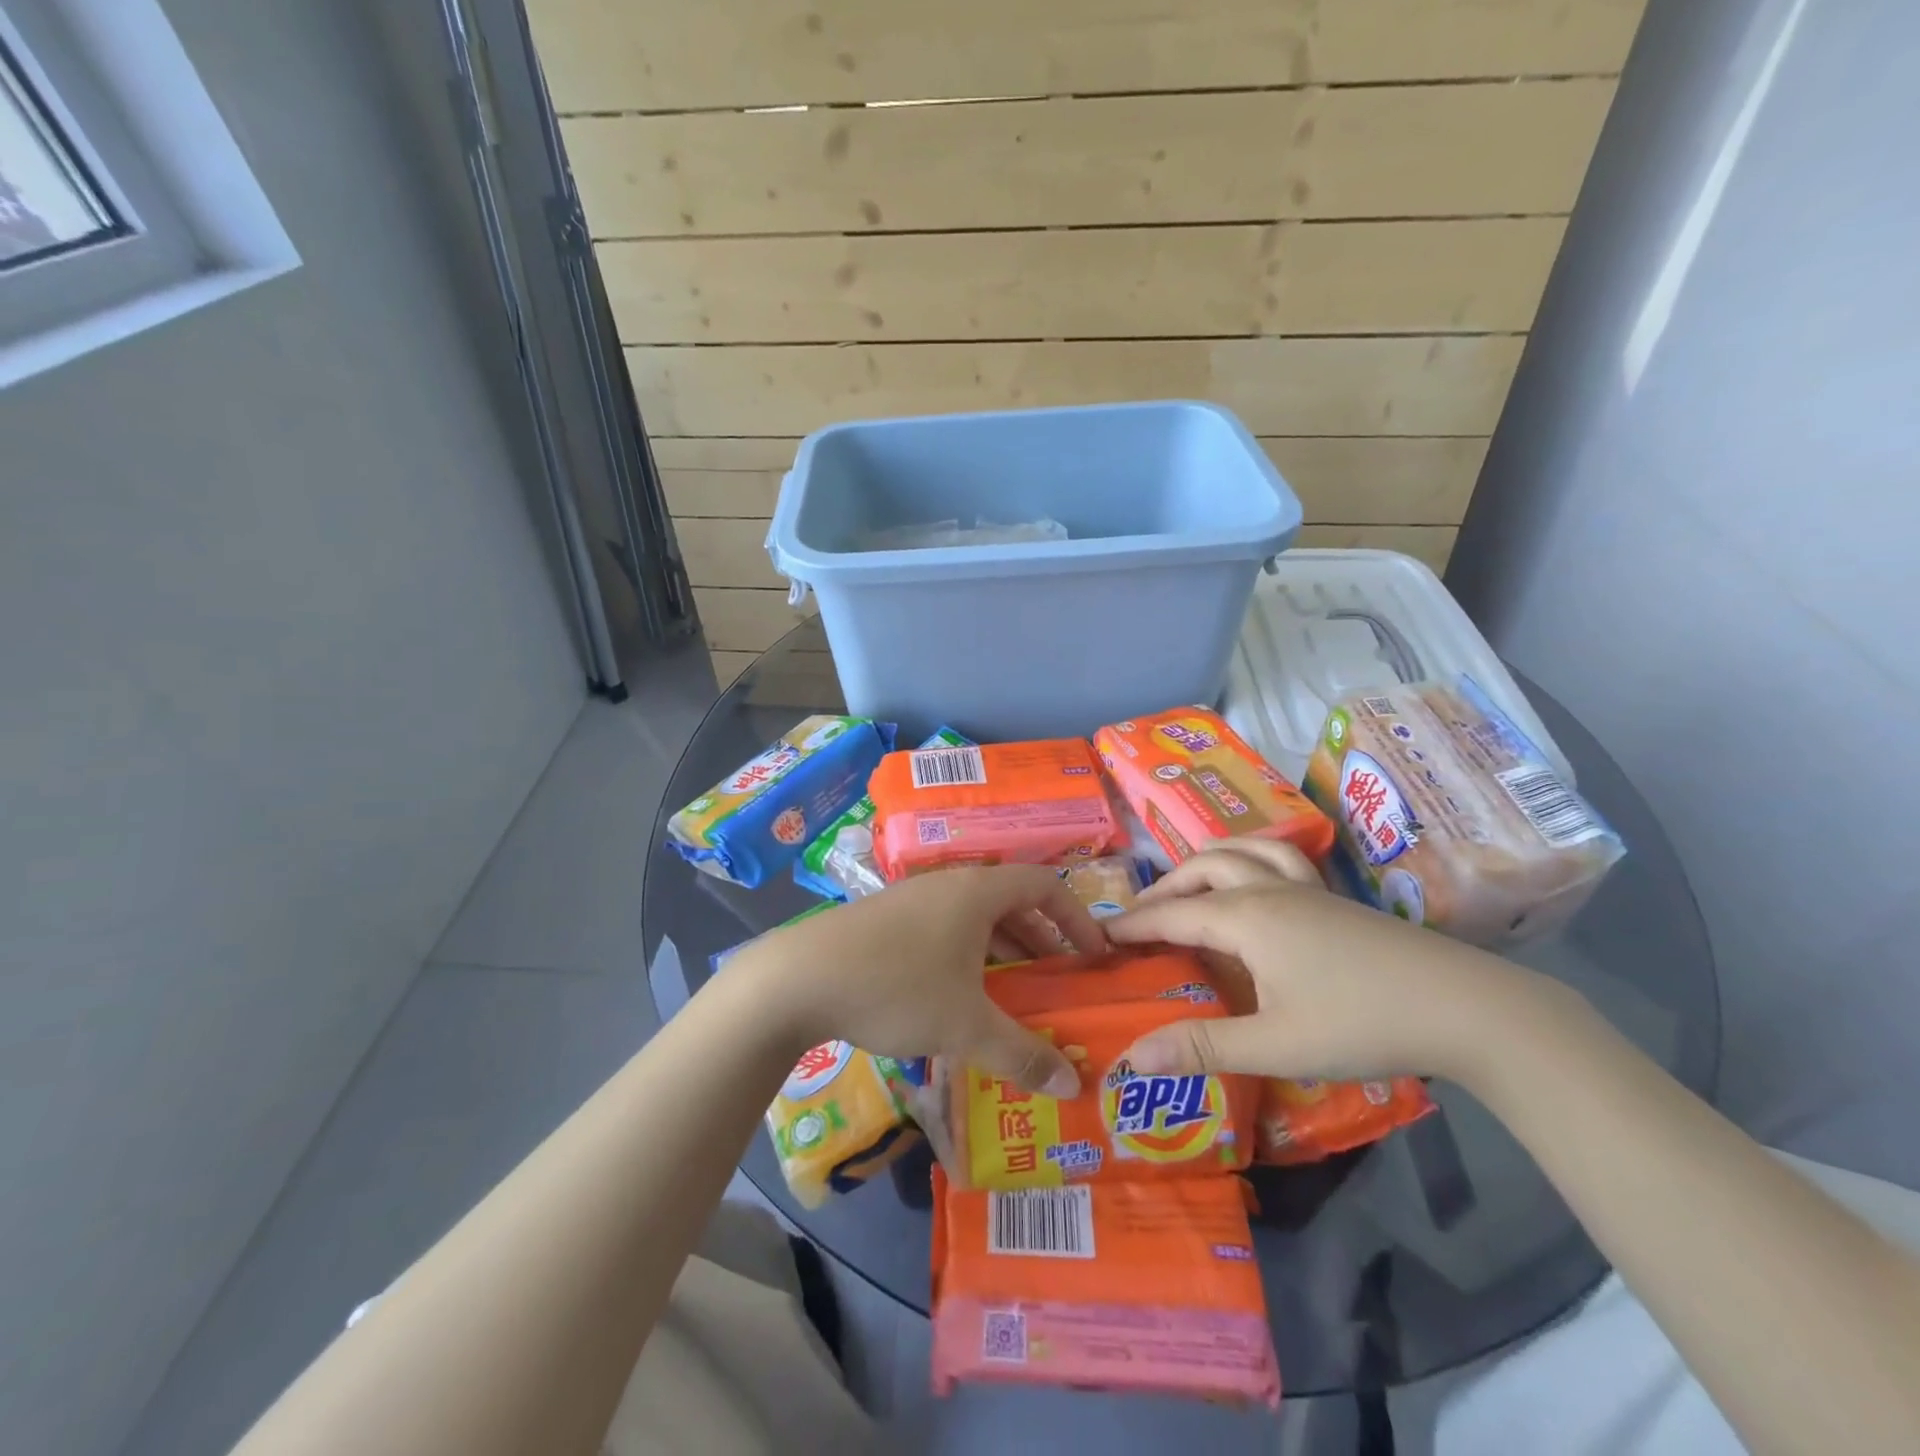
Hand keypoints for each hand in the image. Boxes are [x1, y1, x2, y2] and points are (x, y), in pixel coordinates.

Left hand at [731, 865, 1106, 1097]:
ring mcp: (913, 900)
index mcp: (977, 892)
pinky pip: (944, 931)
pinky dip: (967, 958)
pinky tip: (958, 999)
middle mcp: (948, 885)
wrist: (797, 978)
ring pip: (974, 919)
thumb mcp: (965, 1026)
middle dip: (1040, 940)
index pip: (1045, 884)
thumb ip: (1022, 1053)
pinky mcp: (885, 921)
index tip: (1094, 956)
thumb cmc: (896, 987)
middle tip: (1057, 982)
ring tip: (1014, 996)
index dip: (1077, 917)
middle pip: (1010, 902)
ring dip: (1002, 952)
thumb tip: (1073, 1085)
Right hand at [1107, 841, 1538, 1082]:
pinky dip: (1250, 857)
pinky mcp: (1335, 898)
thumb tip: (1132, 1058)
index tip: (1100, 933)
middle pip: (1201, 869)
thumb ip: (1201, 1047)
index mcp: (1246, 917)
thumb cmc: (1361, 1024)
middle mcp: (1268, 889)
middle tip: (1141, 917)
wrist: (1466, 1007)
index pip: (1172, 913)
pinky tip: (1259, 882)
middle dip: (1164, 888)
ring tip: (1190, 883)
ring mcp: (1306, 888)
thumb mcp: (1274, 1044)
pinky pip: (1279, 856)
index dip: (1133, 923)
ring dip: (1205, 861)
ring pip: (1242, 850)